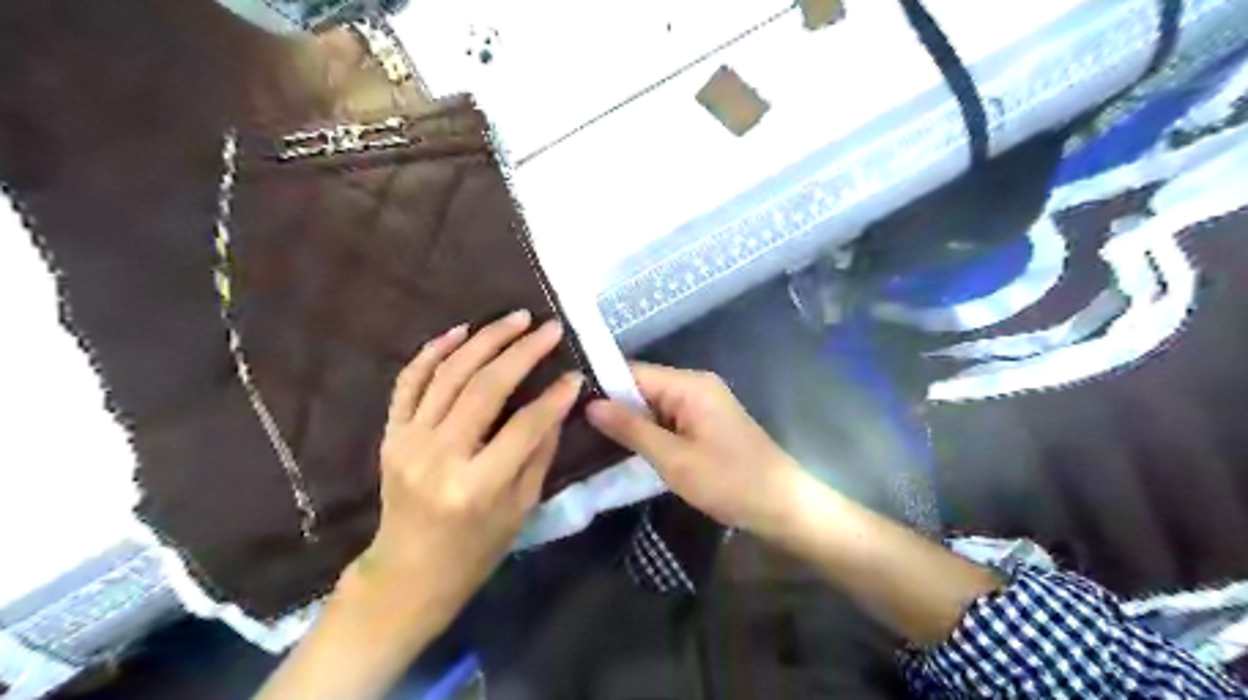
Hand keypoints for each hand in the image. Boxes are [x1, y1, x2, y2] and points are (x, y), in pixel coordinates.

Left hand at [345, 311, 585, 621]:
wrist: (407, 573)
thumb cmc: (475, 550)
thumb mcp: (521, 509)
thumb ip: (540, 452)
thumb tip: (559, 402)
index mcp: (476, 487)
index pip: (524, 426)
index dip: (555, 397)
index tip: (576, 374)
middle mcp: (438, 457)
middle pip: (484, 388)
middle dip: (522, 352)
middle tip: (549, 328)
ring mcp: (408, 442)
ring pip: (448, 375)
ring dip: (484, 340)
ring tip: (515, 318)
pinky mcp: (391, 434)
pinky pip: (409, 382)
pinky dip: (433, 351)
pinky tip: (461, 330)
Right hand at [592, 365, 803, 533]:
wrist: (782, 505)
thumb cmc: (729, 481)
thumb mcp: (674, 459)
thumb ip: (632, 429)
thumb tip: (591, 404)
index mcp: (690, 385)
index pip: (633, 373)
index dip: (601, 387)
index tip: (566, 404)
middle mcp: (696, 385)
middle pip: (642, 387)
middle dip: (612, 407)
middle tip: (572, 427)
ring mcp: (703, 404)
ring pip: (653, 405)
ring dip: (629, 422)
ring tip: (587, 438)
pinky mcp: (706, 423)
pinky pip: (668, 419)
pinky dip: (648, 432)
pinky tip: (624, 447)